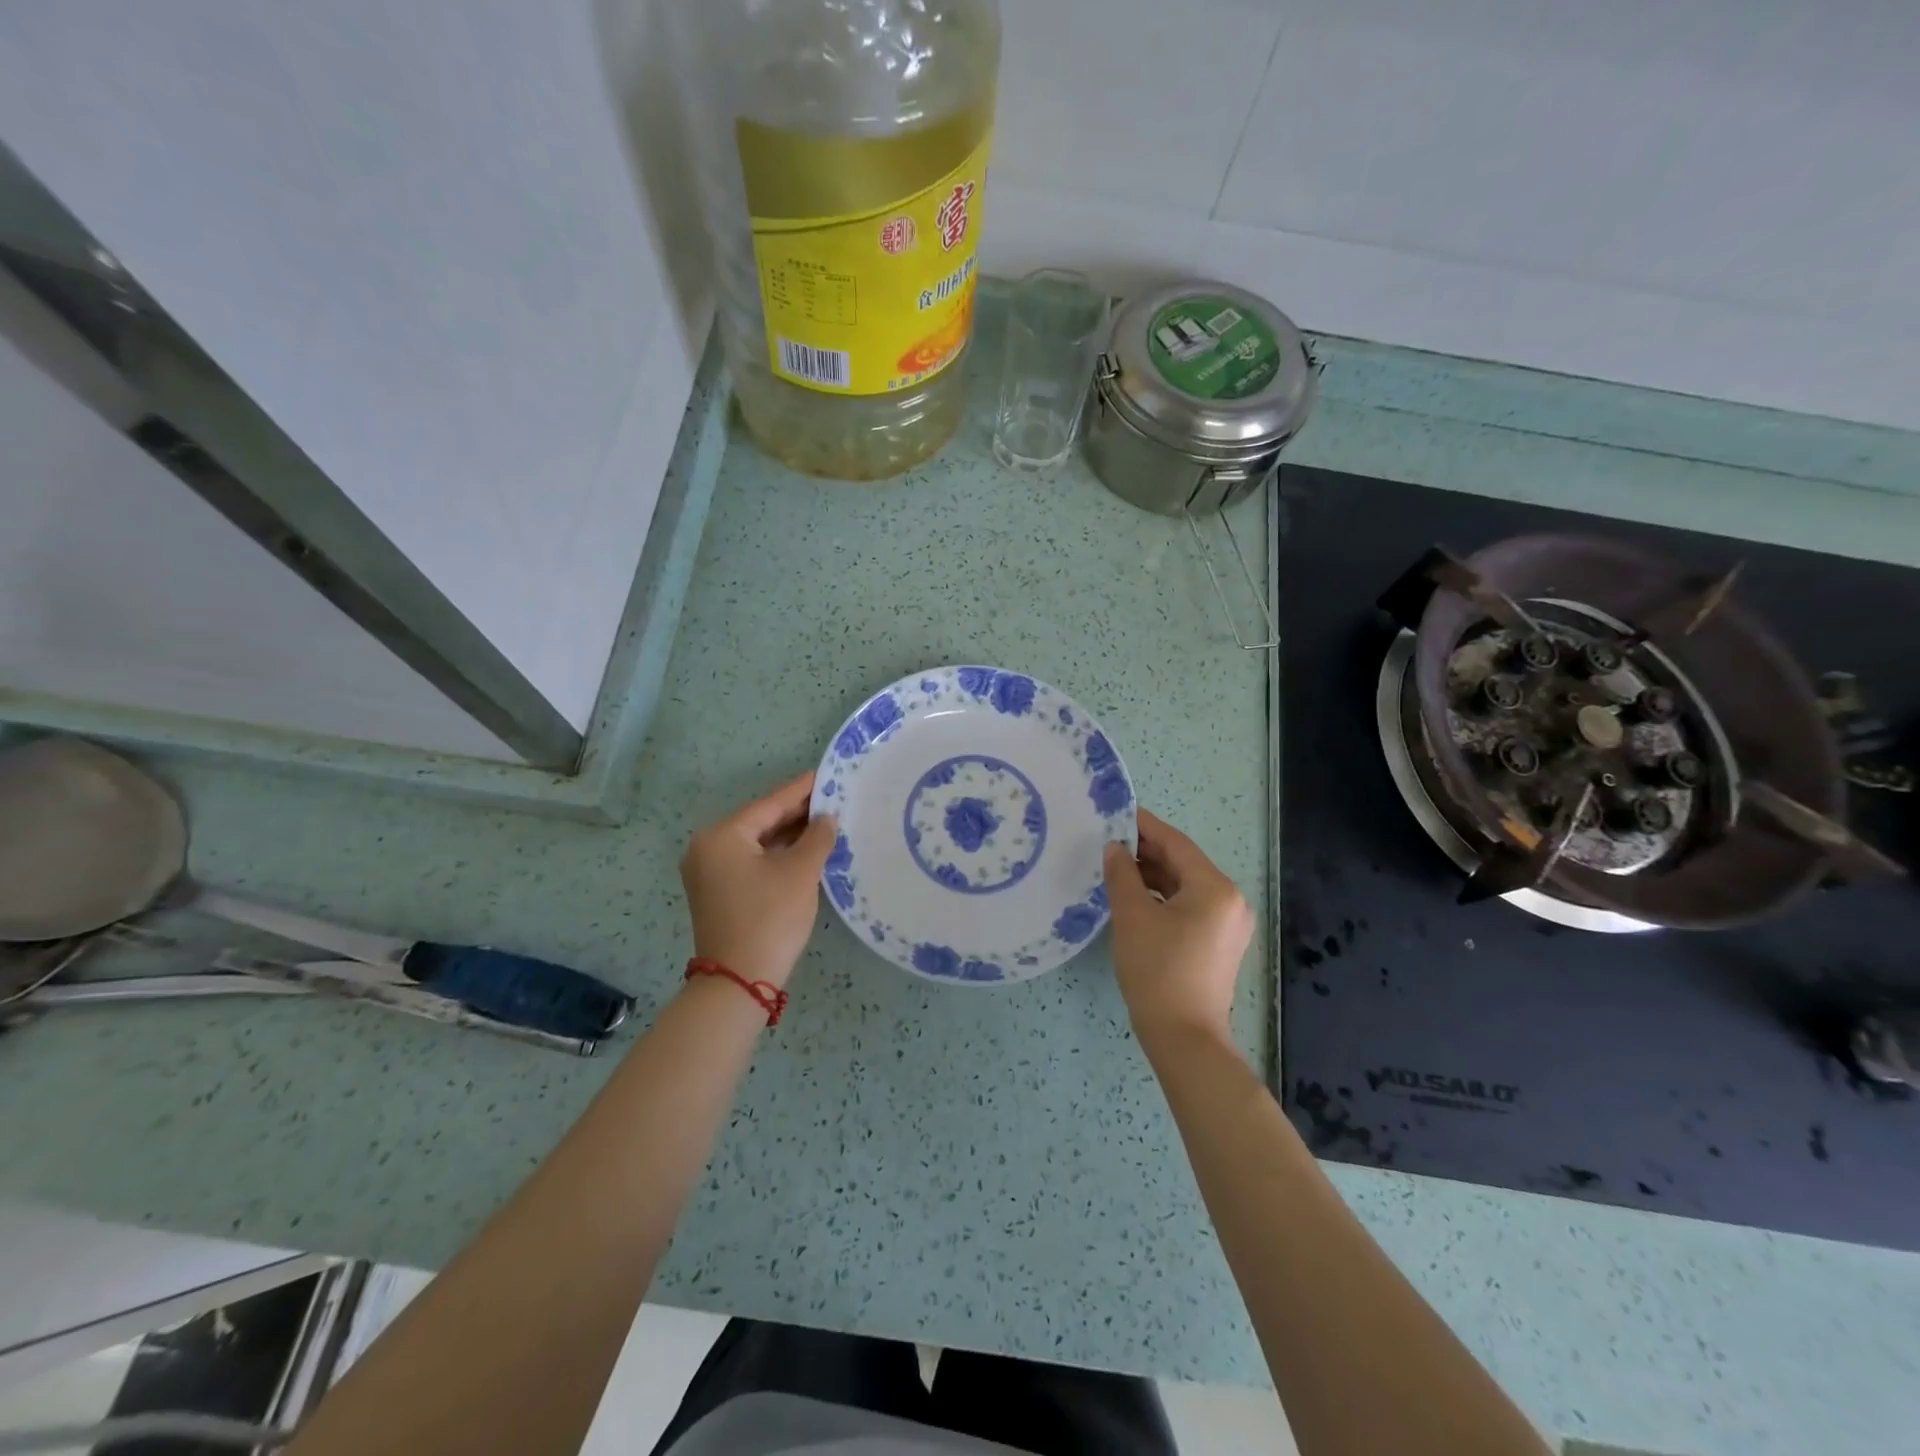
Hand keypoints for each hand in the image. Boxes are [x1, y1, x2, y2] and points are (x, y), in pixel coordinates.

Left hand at [680, 772, 837, 987]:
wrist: (739, 981)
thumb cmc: (770, 918)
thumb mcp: (800, 872)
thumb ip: (817, 837)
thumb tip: (826, 818)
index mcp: (722, 835)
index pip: (769, 804)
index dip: (801, 790)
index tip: (827, 774)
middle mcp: (707, 847)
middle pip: (760, 822)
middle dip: (797, 814)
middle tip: (833, 799)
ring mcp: (709, 872)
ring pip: (757, 843)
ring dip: (789, 836)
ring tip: (826, 822)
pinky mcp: (717, 892)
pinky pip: (751, 861)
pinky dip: (776, 855)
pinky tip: (804, 850)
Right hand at [1103, 808, 1253, 1051]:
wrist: (1184, 1038)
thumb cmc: (1157, 971)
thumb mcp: (1132, 916)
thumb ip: (1122, 874)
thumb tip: (1114, 848)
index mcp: (1215, 888)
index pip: (1175, 843)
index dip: (1143, 826)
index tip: (1115, 813)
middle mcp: (1230, 900)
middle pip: (1183, 863)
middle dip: (1146, 852)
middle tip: (1108, 842)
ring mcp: (1229, 924)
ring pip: (1185, 886)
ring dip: (1152, 876)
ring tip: (1115, 869)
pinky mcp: (1220, 943)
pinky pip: (1190, 906)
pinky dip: (1163, 898)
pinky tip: (1135, 898)